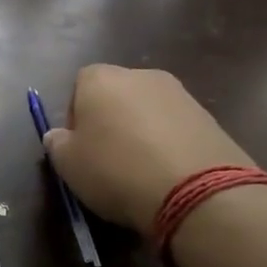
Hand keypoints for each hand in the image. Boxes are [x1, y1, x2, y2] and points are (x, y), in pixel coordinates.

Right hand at [41, 66, 251, 232]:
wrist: (196, 190)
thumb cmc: (115, 170)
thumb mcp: (68, 165)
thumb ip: (57, 144)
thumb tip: (58, 135)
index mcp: (101, 79)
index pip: (79, 85)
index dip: (75, 115)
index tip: (78, 145)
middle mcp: (141, 76)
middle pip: (116, 94)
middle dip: (110, 120)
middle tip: (106, 157)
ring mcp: (180, 93)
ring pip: (147, 110)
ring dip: (140, 131)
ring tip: (139, 168)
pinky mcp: (208, 116)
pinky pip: (175, 127)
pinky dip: (167, 143)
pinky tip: (166, 172)